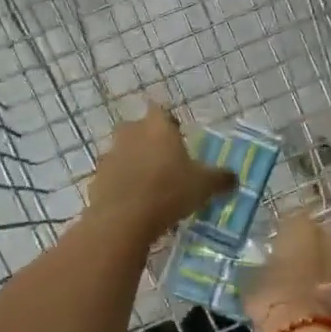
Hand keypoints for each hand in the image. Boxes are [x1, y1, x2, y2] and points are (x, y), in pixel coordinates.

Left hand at [87, 106, 234, 242]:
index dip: (169, 123)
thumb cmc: (169, 191)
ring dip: (133, 163)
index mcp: (157, 127)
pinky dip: (121, 185)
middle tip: (164, 161)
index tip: (178, 136)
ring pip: (123, 153)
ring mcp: (110, 156)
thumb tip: (234, 178)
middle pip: (137, 129)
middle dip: (148, 141)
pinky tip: (134, 203)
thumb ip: (221, 178)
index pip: (161, 112)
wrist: (123, 219)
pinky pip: (112, 177)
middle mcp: (130, 133)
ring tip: (149, 186)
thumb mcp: (204, 186)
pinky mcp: (96, 179)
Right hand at [245, 209, 330, 331]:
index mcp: (302, 226)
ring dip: (325, 270)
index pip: (290, 221)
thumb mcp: (253, 281)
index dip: (282, 238)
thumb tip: (264, 270)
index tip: (274, 253)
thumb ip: (262, 269)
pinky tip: (321, 308)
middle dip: (310, 250)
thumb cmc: (275, 300)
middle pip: (320, 237)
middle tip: (293, 269)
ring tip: (307, 289)